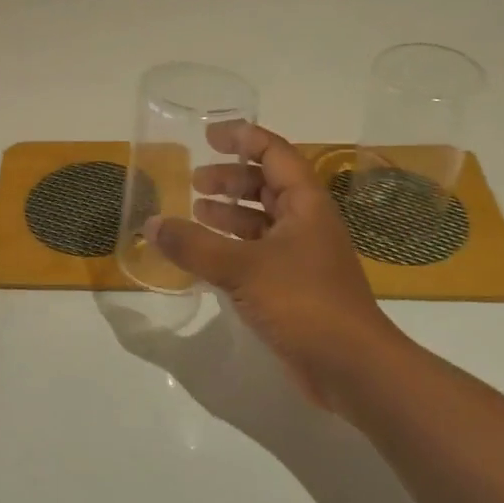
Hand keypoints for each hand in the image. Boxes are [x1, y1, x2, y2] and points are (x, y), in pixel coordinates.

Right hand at [147, 122, 401, 409]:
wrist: (351, 367)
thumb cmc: (304, 303)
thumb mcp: (243, 268)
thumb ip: (194, 246)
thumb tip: (152, 224)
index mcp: (306, 204)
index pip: (275, 154)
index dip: (243, 138)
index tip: (208, 135)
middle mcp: (306, 223)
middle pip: (267, 186)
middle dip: (231, 179)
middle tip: (195, 181)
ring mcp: (301, 257)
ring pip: (261, 222)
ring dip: (229, 214)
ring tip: (195, 213)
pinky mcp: (292, 288)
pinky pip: (257, 254)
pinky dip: (231, 248)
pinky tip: (206, 257)